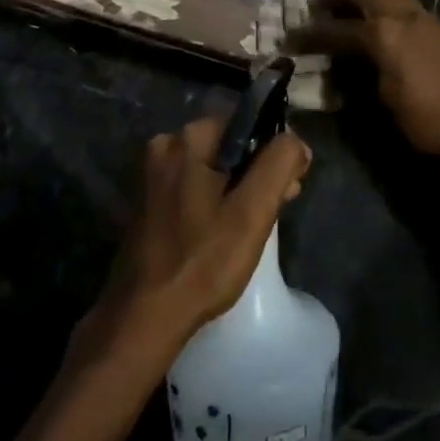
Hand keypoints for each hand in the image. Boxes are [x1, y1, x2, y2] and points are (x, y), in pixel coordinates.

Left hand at [73, 116, 310, 375]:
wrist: (144, 317)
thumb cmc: (203, 261)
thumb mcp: (253, 211)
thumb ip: (279, 164)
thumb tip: (295, 142)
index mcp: (186, 138)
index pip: (247, 123)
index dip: (274, 151)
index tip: (289, 186)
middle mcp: (164, 147)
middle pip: (229, 146)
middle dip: (257, 172)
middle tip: (277, 209)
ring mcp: (152, 177)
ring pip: (212, 169)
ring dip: (239, 189)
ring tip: (254, 226)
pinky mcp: (148, 203)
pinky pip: (193, 188)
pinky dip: (214, 202)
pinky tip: (224, 233)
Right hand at [290, 0, 439, 158]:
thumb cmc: (425, 120)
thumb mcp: (381, 99)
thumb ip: (356, 70)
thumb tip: (339, 60)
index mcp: (385, 34)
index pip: (338, 28)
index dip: (311, 33)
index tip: (292, 37)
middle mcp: (403, 16)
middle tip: (318, 4)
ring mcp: (424, 18)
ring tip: (347, 5)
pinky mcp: (437, 28)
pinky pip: (404, 2)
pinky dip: (384, 2)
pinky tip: (376, 18)